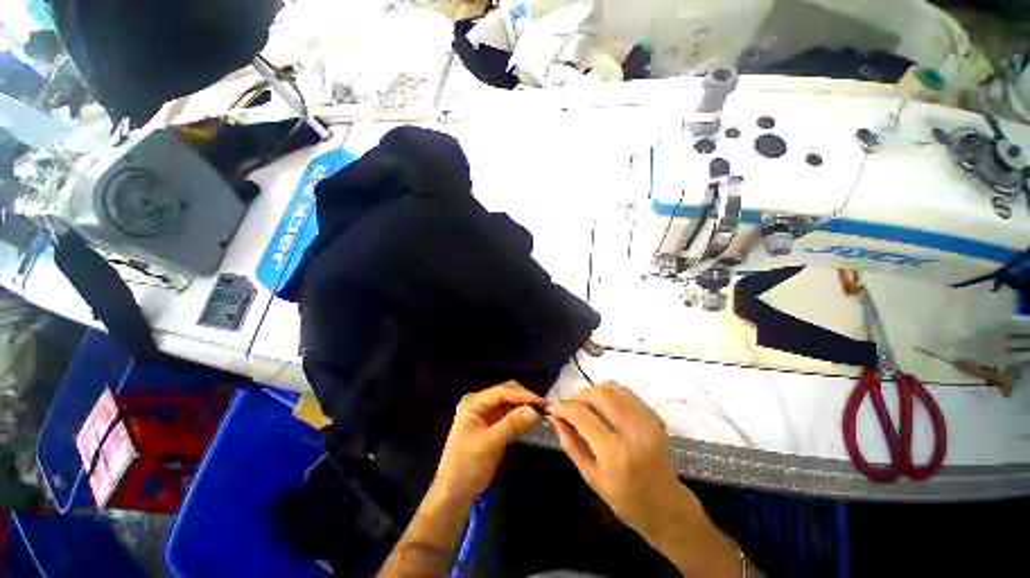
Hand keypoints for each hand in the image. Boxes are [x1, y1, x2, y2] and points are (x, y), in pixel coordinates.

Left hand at [434, 381, 542, 500]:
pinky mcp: (491, 424)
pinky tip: (530, 420)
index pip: (501, 392)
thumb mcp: (490, 442)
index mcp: (473, 402)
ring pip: (509, 403)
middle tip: (542, 408)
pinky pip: (508, 414)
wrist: (455, 492)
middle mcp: (479, 403)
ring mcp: (485, 413)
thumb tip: (534, 411)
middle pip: (505, 393)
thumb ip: (512, 424)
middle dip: (523, 398)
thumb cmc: (468, 464)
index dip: (522, 395)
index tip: (541, 403)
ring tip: (540, 413)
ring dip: (523, 406)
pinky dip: (519, 416)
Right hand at [548, 382, 696, 535]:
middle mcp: (632, 430)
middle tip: (569, 408)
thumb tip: (554, 418)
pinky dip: (608, 393)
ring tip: (585, 407)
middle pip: (596, 395)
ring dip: (592, 393)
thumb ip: (570, 444)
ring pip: (610, 388)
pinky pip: (624, 392)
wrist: (666, 505)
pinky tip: (603, 407)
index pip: (581, 414)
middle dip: (577, 397)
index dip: (562, 407)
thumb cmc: (625, 499)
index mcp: (614, 452)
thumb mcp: (591, 477)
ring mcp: (646, 419)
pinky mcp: (653, 415)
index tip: (552, 408)